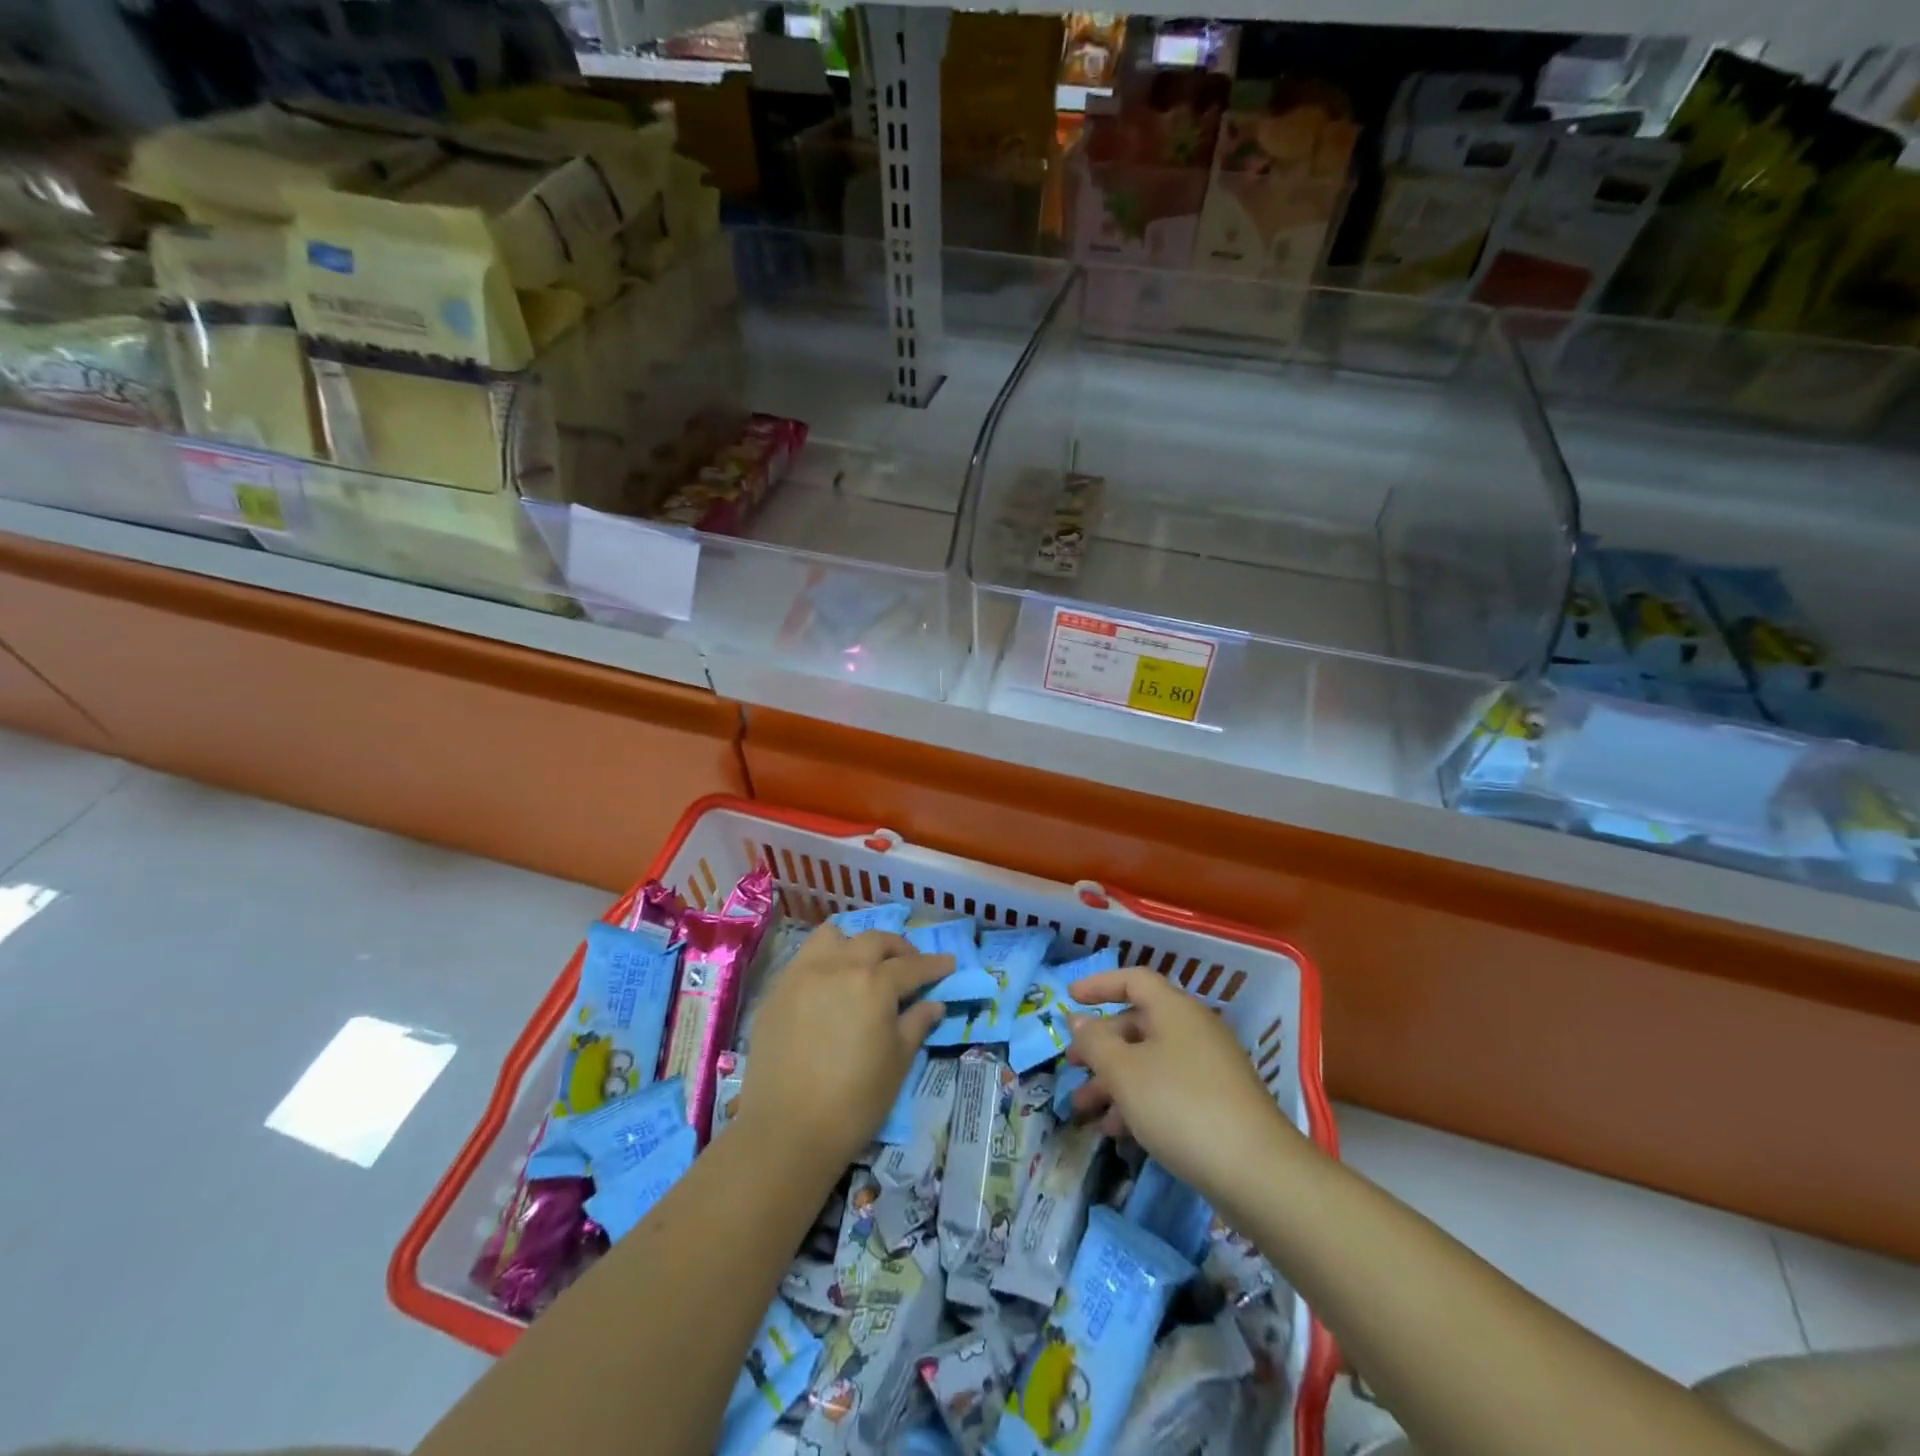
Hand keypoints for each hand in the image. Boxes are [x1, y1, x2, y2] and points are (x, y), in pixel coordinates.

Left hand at [735, 925, 950, 1169]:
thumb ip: (917, 1023)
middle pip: (874, 940)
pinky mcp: (776, 991)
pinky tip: (829, 986)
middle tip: (909, 965)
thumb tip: (933, 1003)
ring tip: (862, 965)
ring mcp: (802, 974)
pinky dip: (824, 962)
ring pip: (832, 937)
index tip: (949, 964)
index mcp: (874, 983)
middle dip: (898, 948)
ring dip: (854, 944)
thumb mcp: (898, 1062)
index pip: (912, 965)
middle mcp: (838, 966)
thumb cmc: (855, 1100)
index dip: (934, 965)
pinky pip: (804, 959)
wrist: (787, 1131)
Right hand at [1066, 966, 1295, 1199]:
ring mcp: (1209, 1068)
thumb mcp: (1124, 1072)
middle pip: (1138, 1024)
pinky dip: (1139, 1102)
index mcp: (1175, 1009)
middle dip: (1100, 1046)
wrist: (1258, 1173)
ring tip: (1084, 1109)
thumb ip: (1095, 1042)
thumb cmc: (1180, 1106)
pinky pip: (1167, 1089)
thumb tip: (1079, 1019)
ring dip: (1113, 1081)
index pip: (1133, 980)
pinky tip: (1117, 1131)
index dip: (1099, 984)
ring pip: (1149, 1062)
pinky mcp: (1218, 1104)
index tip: (1069, 998)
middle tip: (1071, 1065)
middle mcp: (1193, 1030)